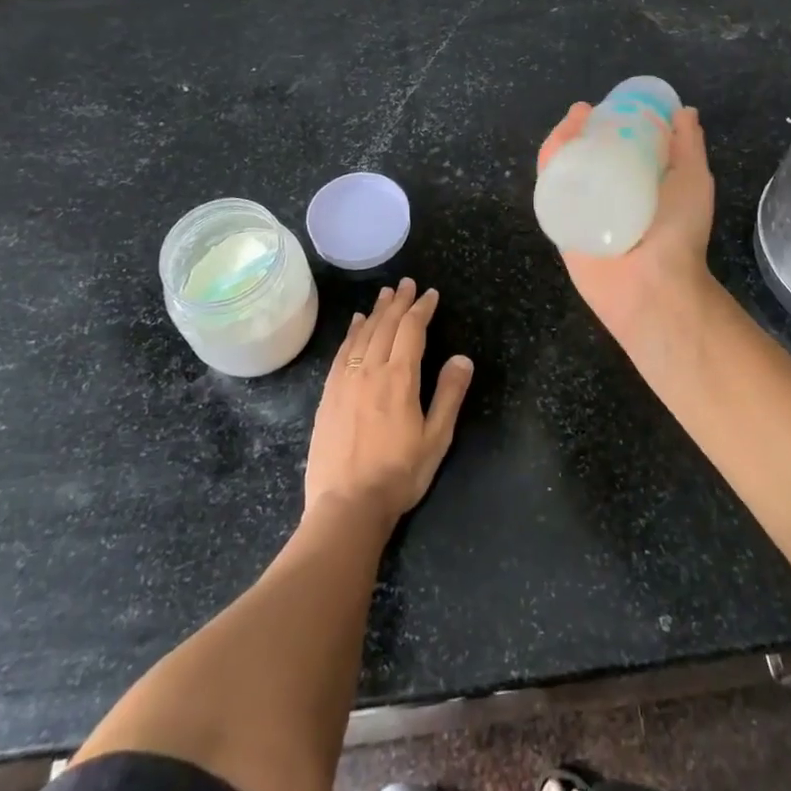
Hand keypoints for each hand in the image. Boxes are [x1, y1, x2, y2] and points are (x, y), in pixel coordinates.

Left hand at [304, 279, 473, 531]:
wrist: (346, 506)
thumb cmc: (398, 474)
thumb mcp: (436, 439)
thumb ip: (449, 395)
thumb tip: (462, 358)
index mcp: (400, 378)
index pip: (412, 330)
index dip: (422, 309)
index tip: (430, 294)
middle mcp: (371, 370)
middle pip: (386, 326)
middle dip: (399, 302)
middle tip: (407, 284)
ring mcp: (346, 381)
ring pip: (362, 334)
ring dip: (375, 311)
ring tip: (385, 295)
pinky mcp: (329, 395)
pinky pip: (342, 352)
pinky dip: (352, 333)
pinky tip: (355, 324)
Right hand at [537, 102, 718, 347]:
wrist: (654, 286)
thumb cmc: (679, 232)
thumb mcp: (693, 179)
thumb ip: (688, 146)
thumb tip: (685, 111)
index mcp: (638, 185)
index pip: (619, 147)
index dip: (612, 122)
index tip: (610, 105)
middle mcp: (608, 195)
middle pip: (586, 154)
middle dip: (580, 129)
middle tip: (581, 112)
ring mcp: (584, 210)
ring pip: (564, 169)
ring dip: (561, 142)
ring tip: (569, 124)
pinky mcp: (562, 225)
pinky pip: (549, 192)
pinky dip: (548, 167)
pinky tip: (554, 151)